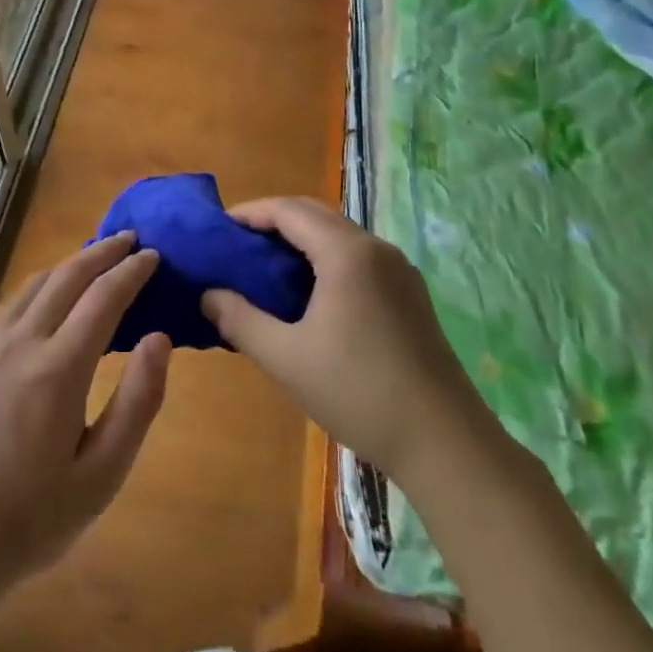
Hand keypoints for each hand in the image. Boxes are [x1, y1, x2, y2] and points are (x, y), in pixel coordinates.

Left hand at [0, 232, 169, 596]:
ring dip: (68, 266)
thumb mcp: (103, 474)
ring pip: (33, 285)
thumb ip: (138, 402)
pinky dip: (37, 288)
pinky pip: (7, 306)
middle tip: (130, 240)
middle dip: (102, 252)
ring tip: (94, 259)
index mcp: (56, 370)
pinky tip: (46, 298)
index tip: (153, 256)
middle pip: (66, 277)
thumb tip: (159, 338)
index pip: (103, 298)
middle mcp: (18, 343)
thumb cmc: (34, 516)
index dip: (131, 272)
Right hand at [201, 197, 503, 484]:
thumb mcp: (286, 358)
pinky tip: (308, 297)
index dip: (250, 213)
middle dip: (273, 224)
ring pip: (339, 237)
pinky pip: (358, 260)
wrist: (444, 441)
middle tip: (236, 249)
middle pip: (316, 215)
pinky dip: (325, 262)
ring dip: (300, 243)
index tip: (218, 230)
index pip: (289, 210)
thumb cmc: (358, 392)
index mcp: (347, 253)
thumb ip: (240, 320)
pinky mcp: (410, 295)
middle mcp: (377, 249)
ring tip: (265, 272)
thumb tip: (208, 295)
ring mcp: (399, 271)